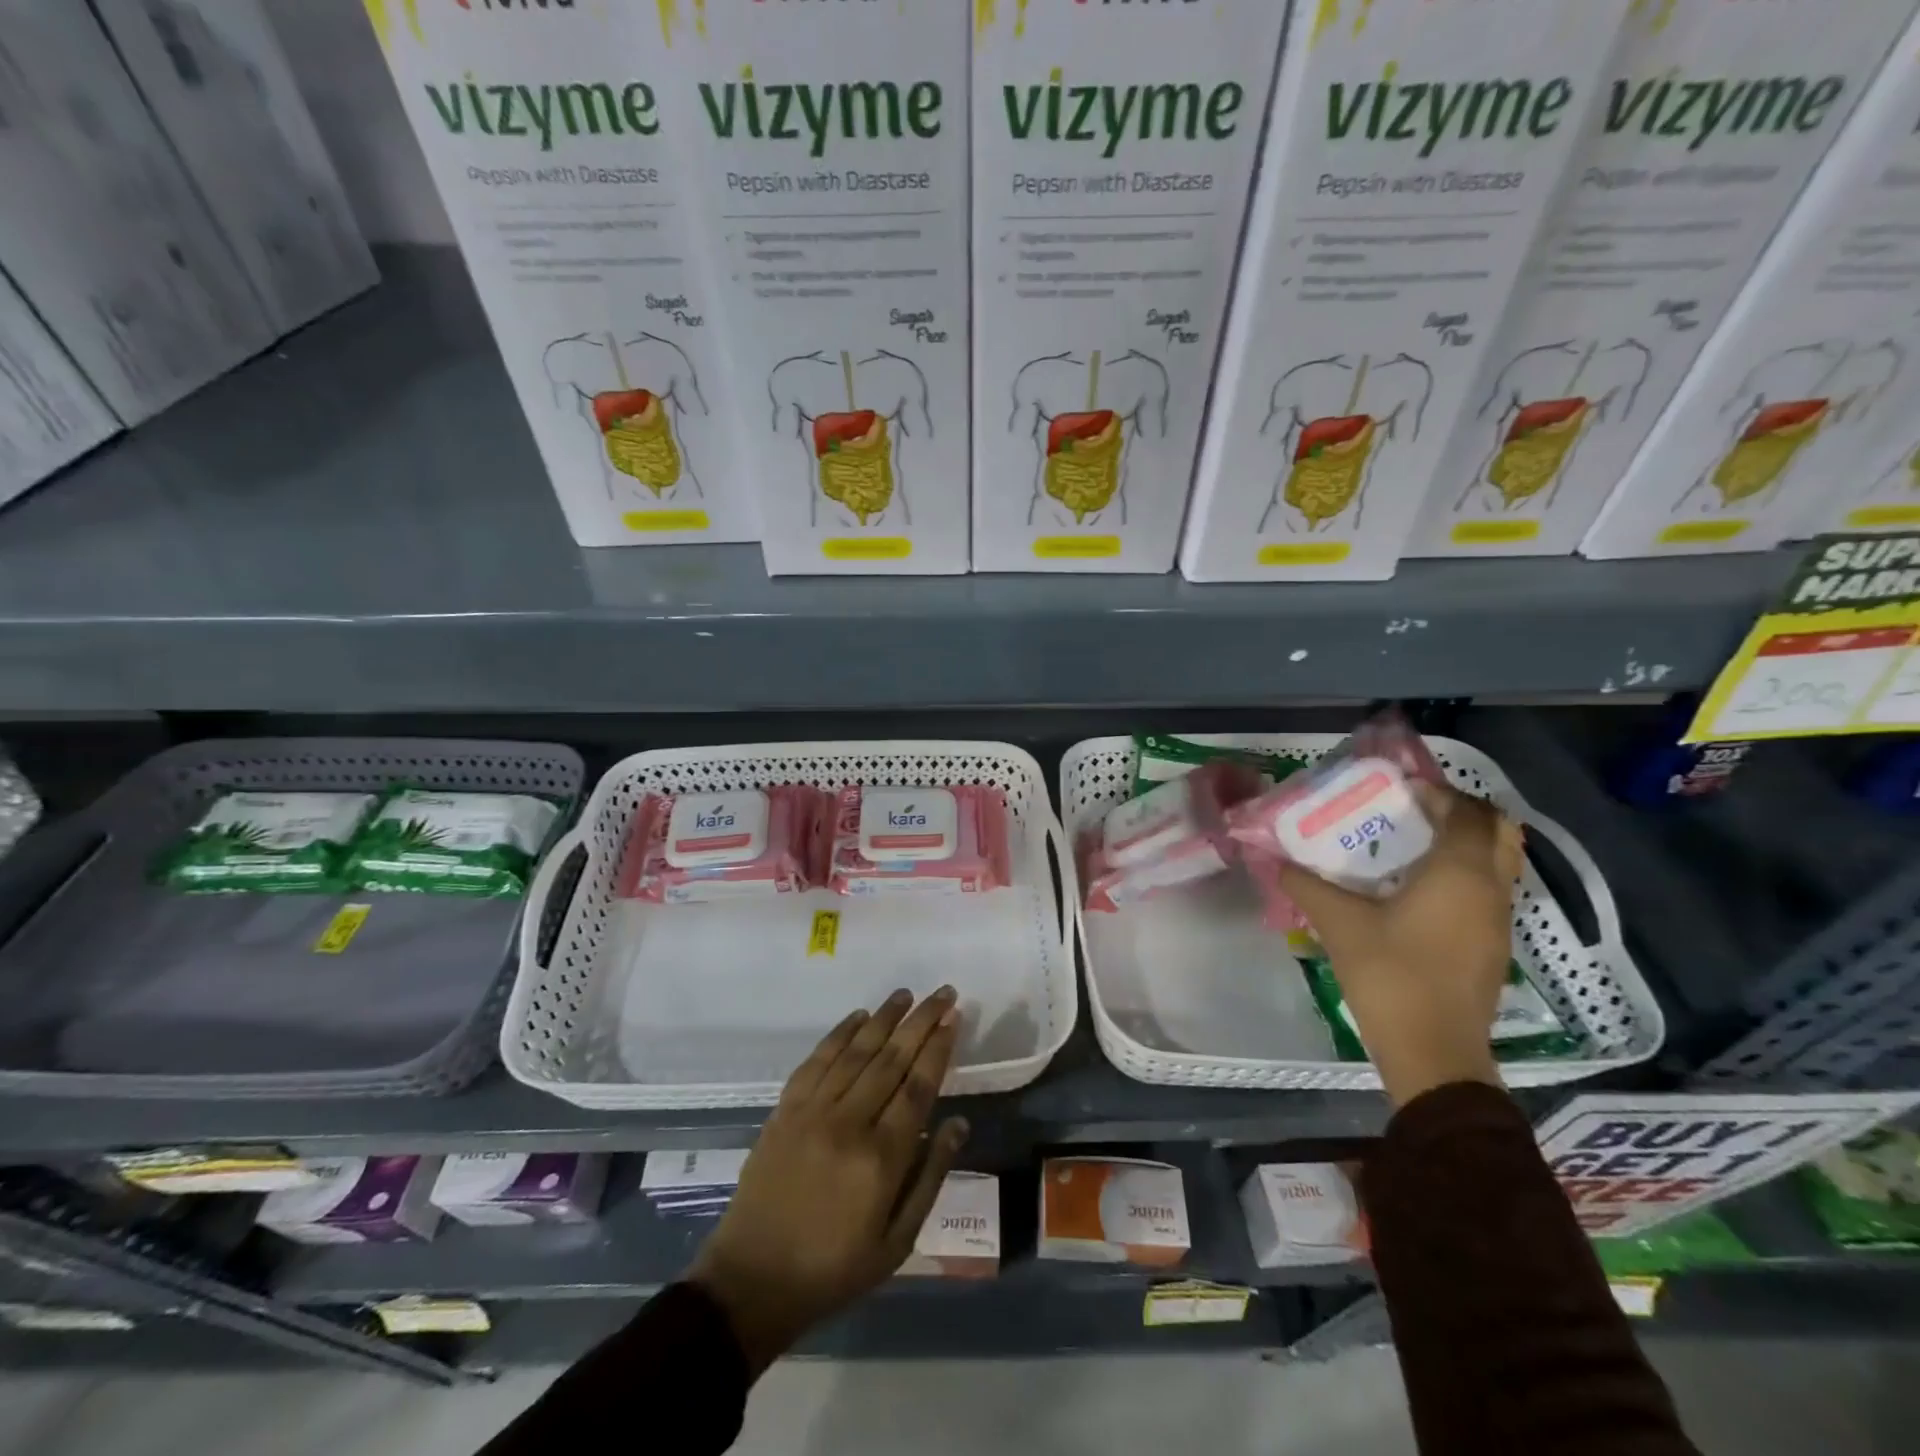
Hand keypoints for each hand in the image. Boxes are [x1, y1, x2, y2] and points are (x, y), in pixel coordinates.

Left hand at [687, 987, 967, 1372]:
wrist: (753, 1280)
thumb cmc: (834, 1268)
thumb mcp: (897, 1241)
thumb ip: (930, 1177)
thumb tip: (959, 1124)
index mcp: (881, 1158)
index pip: (918, 1086)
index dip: (938, 1048)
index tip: (954, 1018)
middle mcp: (849, 1123)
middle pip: (892, 1058)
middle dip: (921, 1021)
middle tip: (943, 992)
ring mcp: (812, 1112)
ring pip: (856, 1051)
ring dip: (883, 1018)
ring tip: (906, 994)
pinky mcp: (784, 1110)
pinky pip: (816, 1061)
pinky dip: (839, 1034)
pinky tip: (858, 1017)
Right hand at [1276, 783, 1523, 1107]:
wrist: (1433, 1052)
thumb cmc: (1390, 974)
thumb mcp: (1338, 923)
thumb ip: (1305, 884)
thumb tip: (1274, 860)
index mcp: (1460, 873)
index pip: (1466, 812)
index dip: (1437, 793)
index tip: (1399, 791)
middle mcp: (1490, 889)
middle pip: (1499, 831)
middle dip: (1461, 812)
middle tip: (1414, 812)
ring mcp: (1498, 920)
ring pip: (1499, 862)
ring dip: (1466, 843)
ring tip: (1413, 845)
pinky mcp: (1493, 946)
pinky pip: (1489, 890)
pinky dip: (1465, 873)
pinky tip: (1418, 890)